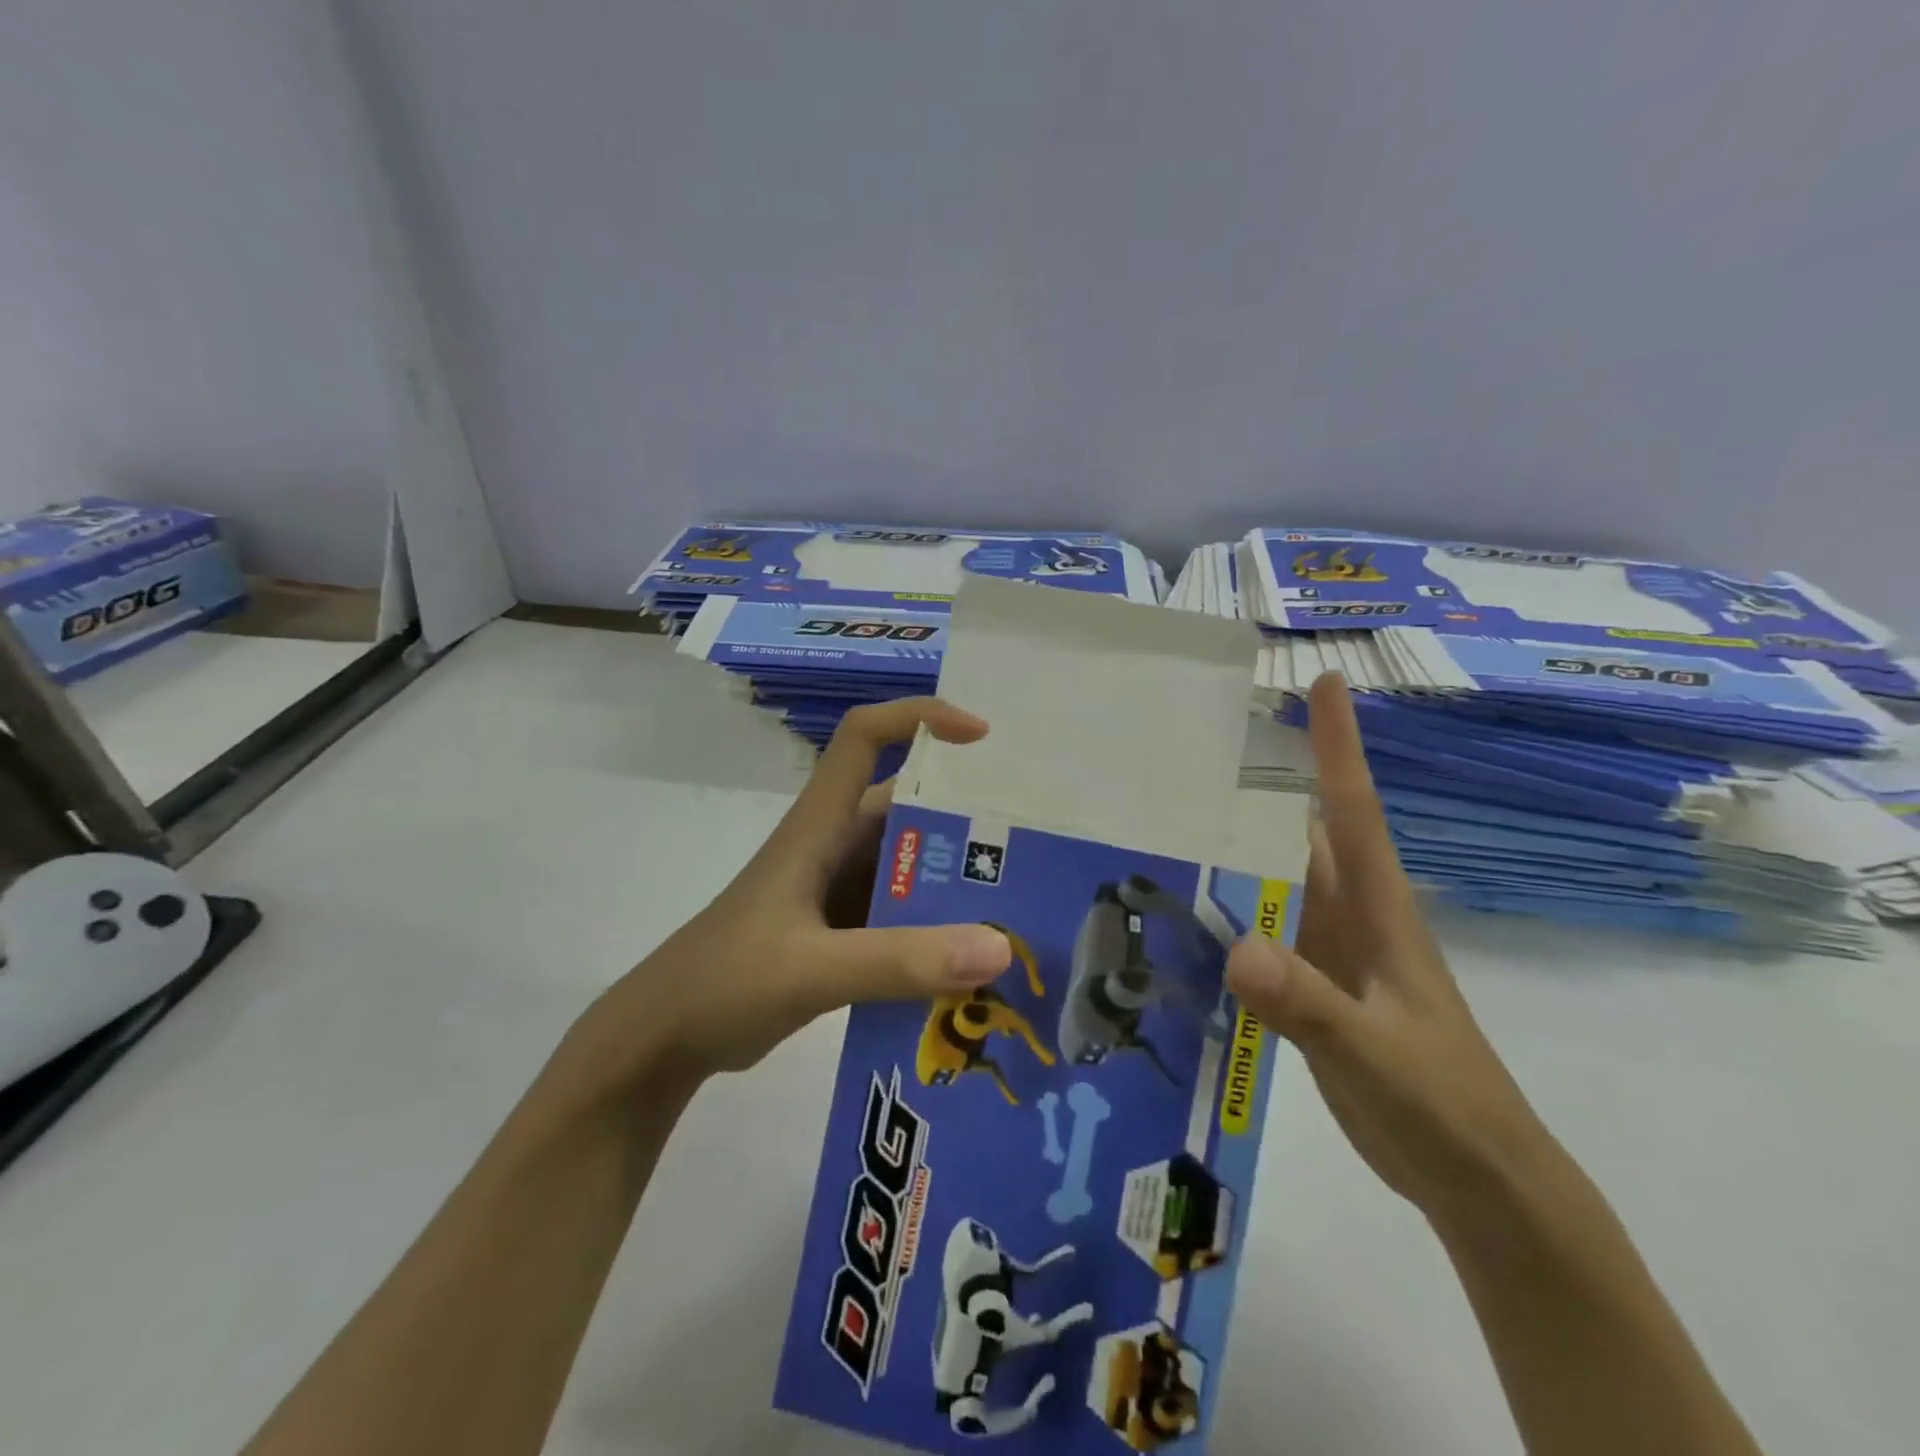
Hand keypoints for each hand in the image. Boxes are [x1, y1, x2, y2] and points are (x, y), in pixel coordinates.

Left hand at [575, 698, 1013, 1089]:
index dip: (919, 716)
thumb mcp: (813, 970)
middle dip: (966, 816)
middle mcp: (833, 846)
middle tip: (1033, 841)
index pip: (864, 736)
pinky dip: (936, 929)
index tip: (981, 736)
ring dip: (956, 880)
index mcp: (818, 826)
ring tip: (1021, 903)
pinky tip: (975, 960)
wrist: (664, 1040)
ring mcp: (836, 891)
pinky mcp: (840, 932)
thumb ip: (900, 962)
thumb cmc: (725, 982)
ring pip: (909, 866)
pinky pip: (902, 915)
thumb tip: (1000, 948)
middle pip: (907, 807)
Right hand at [1227, 674, 1554, 1226]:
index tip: (1325, 681)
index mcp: (1377, 912)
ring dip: (1236, 844)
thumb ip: (1310, 1005)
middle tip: (1199, 741)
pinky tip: (1184, 906)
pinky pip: (1261, 929)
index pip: (1353, 810)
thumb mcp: (1376, 1055)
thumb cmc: (1444, 1106)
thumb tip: (1238, 948)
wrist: (1477, 1179)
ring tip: (1174, 811)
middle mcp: (1349, 918)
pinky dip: (1227, 910)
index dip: (1339, 746)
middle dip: (1263, 781)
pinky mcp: (1310, 987)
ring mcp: (1328, 953)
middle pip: (1302, 833)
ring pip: (1276, 880)